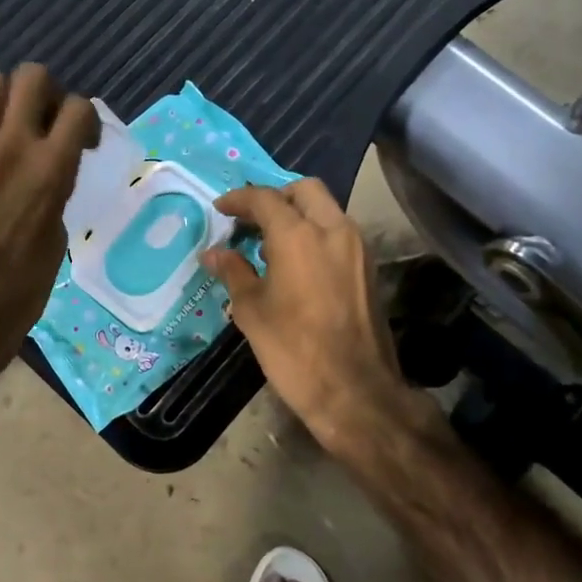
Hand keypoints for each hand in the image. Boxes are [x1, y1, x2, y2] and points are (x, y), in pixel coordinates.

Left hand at [0, 64, 97, 376]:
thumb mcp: (57, 232)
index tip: (82, 141)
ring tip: (2, 124)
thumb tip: (47, 170)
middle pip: (31, 76)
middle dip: (44, 91)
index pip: (79, 107)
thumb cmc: (22, 284)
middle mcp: (12, 146)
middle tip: (42, 119)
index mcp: (52, 168)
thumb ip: (55, 188)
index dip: (86, 118)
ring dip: (1, 98)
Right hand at [201, 180, 416, 449]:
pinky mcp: (368, 269)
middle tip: (250, 219)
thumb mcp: (252, 310)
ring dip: (298, 214)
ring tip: (268, 244)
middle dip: (275, 197)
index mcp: (299, 235)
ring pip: (326, 210)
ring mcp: (357, 248)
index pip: (265, 198)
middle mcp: (333, 230)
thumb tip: (213, 252)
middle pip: (304, 190)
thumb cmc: (293, 349)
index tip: (220, 209)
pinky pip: (338, 233)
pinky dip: (315, 233)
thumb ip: (233, 272)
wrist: (355, 391)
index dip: (239, 199)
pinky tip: (294, 264)